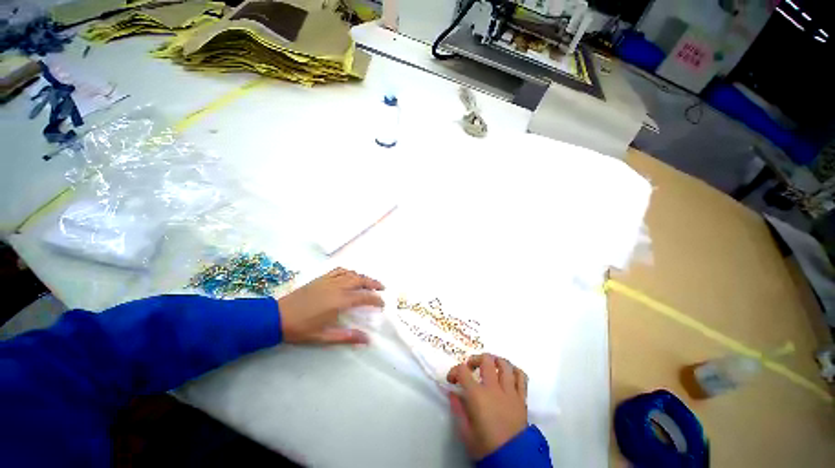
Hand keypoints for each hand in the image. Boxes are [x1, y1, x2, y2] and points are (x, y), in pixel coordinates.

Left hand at [278, 268, 383, 344]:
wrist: (278, 317)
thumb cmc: (301, 329)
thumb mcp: (324, 337)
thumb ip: (347, 337)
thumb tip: (367, 339)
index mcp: (338, 301)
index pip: (363, 297)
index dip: (375, 300)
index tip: (382, 304)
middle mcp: (334, 287)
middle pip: (358, 280)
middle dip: (372, 283)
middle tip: (382, 288)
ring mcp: (325, 281)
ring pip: (348, 273)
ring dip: (361, 276)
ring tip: (368, 282)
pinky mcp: (317, 280)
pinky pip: (336, 271)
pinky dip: (347, 272)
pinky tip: (349, 277)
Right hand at [446, 353, 528, 459]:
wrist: (510, 452)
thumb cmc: (483, 443)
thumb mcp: (464, 429)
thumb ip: (458, 408)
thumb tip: (452, 392)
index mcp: (477, 396)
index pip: (463, 372)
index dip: (455, 371)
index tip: (452, 380)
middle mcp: (495, 389)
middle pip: (487, 361)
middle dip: (475, 360)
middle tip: (470, 368)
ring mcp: (511, 391)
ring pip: (506, 365)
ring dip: (495, 361)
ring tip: (489, 367)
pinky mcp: (522, 397)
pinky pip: (521, 376)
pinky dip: (514, 370)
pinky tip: (509, 374)